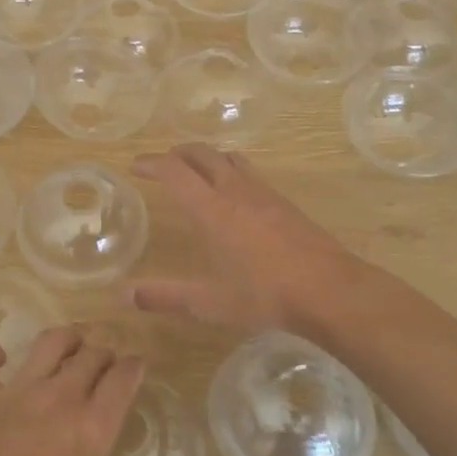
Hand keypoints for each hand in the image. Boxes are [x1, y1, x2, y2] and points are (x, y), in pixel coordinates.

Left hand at [0, 326, 143, 455]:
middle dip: (105, 352)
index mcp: (95, 426)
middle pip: (92, 353)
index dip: (135, 366)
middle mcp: (62, 397)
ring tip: (70, 347)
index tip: (137, 366)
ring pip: (50, 341)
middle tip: (105, 363)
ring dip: (66, 338)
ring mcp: (20, 391)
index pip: (124, 378)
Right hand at [129, 144, 377, 333]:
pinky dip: (231, 171)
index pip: (175, 172)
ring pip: (230, 158)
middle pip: (203, 154)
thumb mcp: (210, 303)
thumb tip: (126, 295)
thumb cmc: (265, 295)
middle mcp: (236, 191)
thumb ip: (166, 296)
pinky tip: (235, 194)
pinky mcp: (285, 203)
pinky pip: (250, 173)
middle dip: (178, 153)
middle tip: (162, 162)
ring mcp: (264, 194)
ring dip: (207, 157)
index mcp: (212, 210)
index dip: (153, 164)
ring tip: (196, 170)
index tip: (136, 166)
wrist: (330, 290)